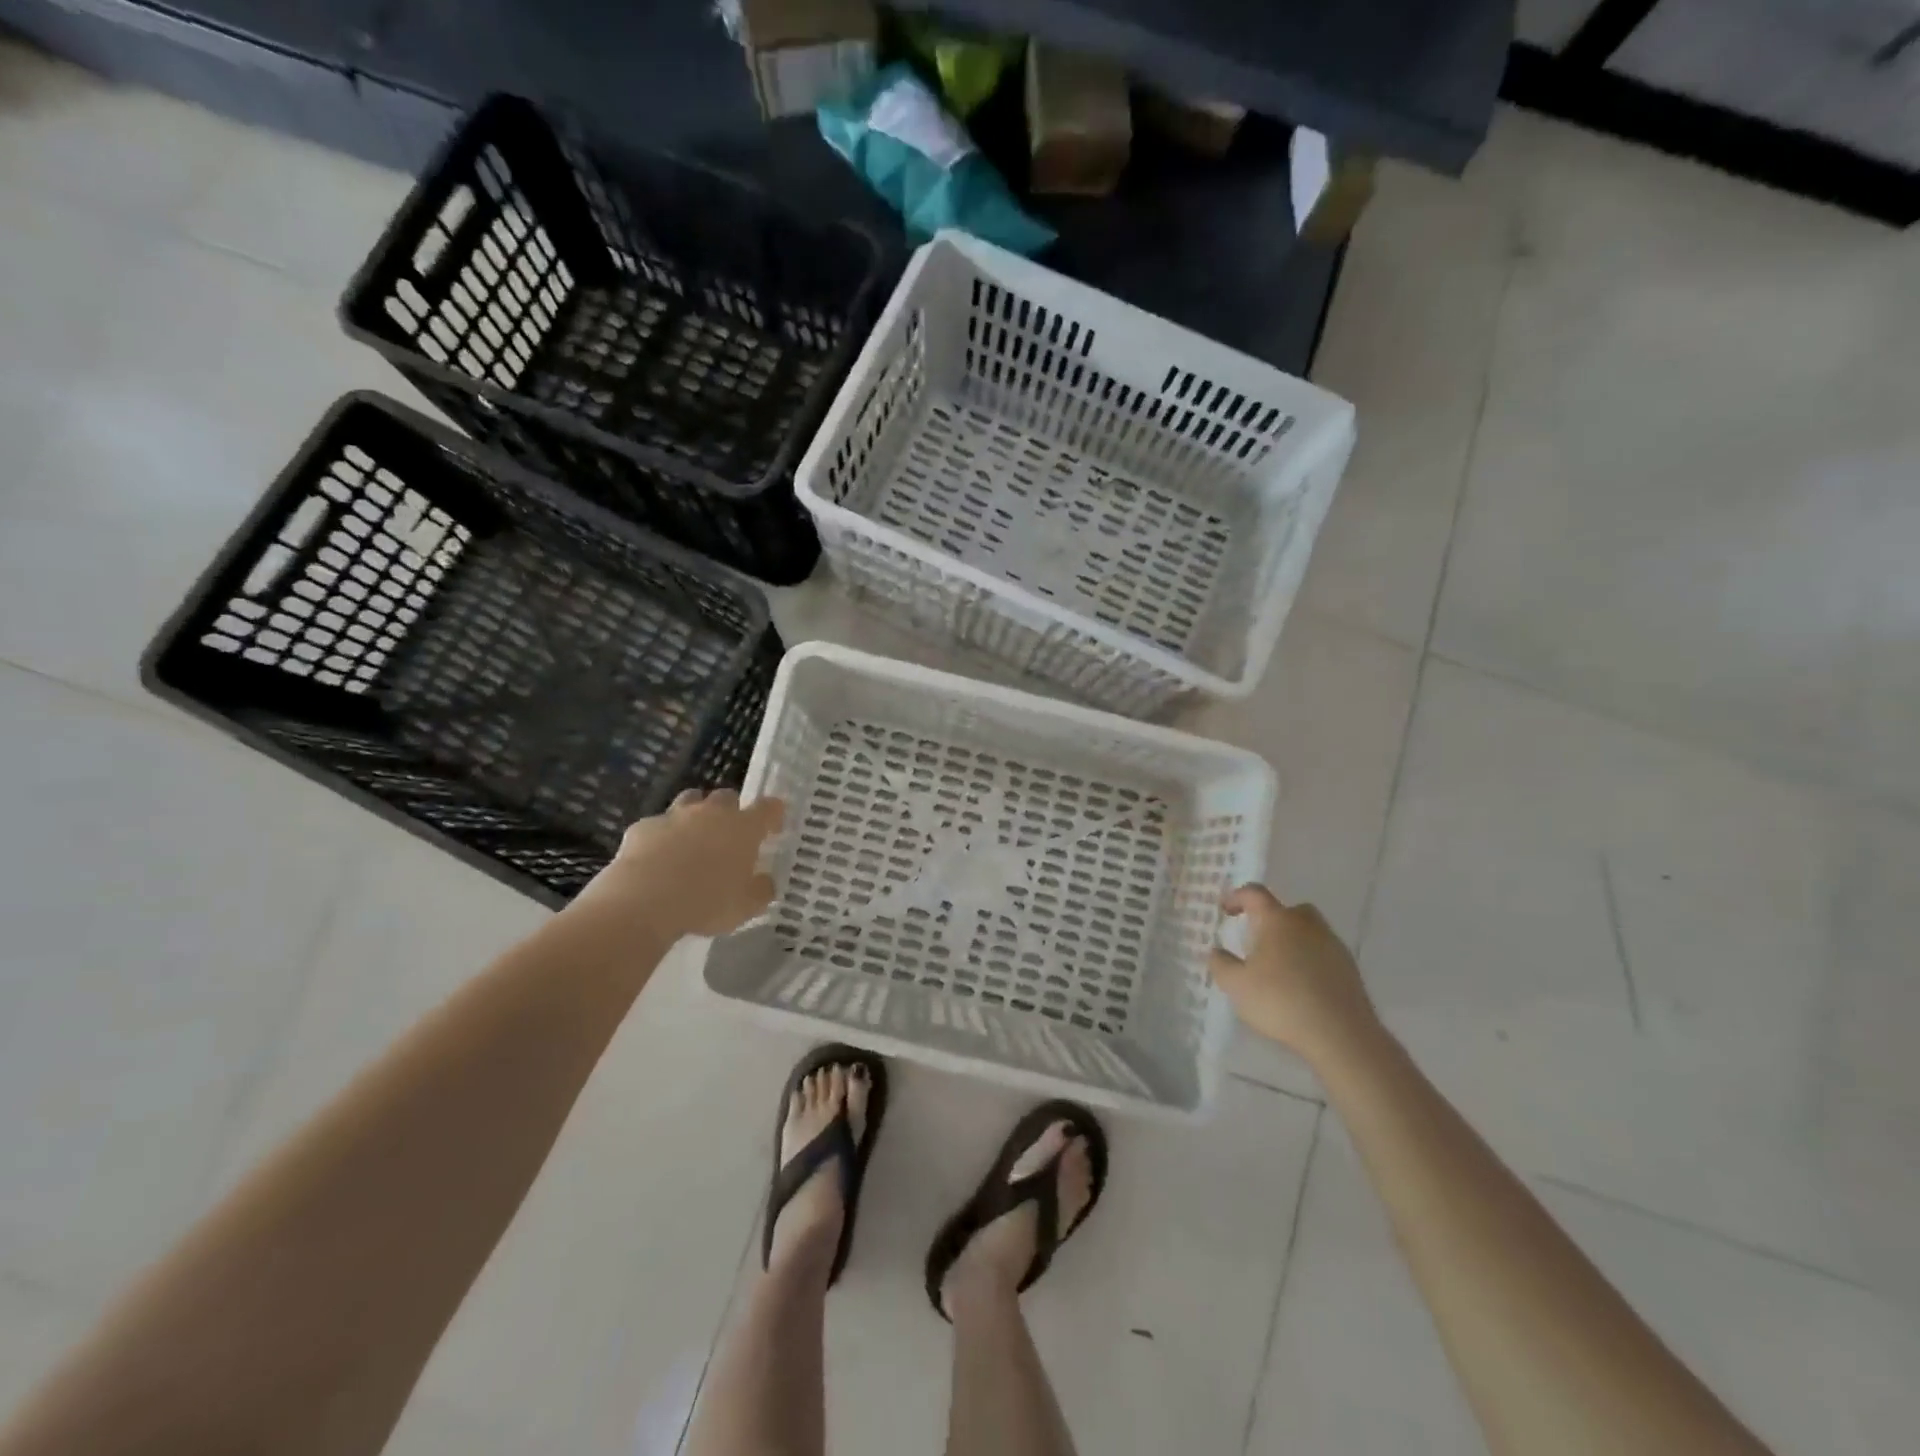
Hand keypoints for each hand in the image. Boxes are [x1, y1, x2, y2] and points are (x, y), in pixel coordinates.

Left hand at [571, 789, 784, 941]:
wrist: (644, 901)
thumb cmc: (707, 902)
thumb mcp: (746, 906)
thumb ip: (761, 890)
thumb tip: (765, 882)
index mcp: (743, 828)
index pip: (768, 808)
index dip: (773, 814)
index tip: (773, 827)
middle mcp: (711, 813)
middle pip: (726, 797)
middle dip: (731, 810)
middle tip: (730, 834)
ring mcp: (674, 816)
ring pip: (690, 800)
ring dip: (696, 813)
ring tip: (694, 838)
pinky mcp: (643, 827)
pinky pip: (657, 825)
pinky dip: (661, 836)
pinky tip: (657, 857)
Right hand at [1209, 885, 1380, 1063]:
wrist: (1341, 1034)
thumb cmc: (1281, 1001)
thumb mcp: (1236, 985)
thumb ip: (1220, 964)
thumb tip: (1217, 951)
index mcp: (1277, 920)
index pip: (1254, 894)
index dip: (1236, 896)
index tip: (1224, 909)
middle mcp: (1307, 925)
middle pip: (1289, 909)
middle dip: (1271, 918)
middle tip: (1257, 938)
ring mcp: (1333, 945)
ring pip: (1309, 931)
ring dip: (1293, 940)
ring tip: (1279, 965)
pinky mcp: (1350, 969)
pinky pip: (1323, 954)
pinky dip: (1310, 960)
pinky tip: (1301, 985)